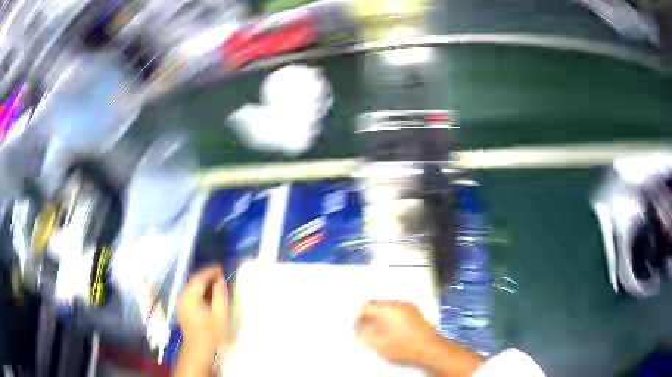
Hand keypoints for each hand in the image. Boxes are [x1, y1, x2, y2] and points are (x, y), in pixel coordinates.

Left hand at [177, 266, 228, 364]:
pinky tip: (209, 294)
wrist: (198, 350)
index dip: (210, 271)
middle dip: (207, 276)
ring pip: (192, 287)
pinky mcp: (183, 308)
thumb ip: (220, 295)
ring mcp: (181, 303)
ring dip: (203, 283)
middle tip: (220, 274)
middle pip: (194, 281)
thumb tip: (220, 281)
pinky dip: (200, 290)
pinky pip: (191, 294)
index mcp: (190, 297)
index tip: (221, 267)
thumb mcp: (220, 314)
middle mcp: (182, 297)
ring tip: (217, 283)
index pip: (199, 278)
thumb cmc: (211, 333)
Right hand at [355, 301, 439, 364]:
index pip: (365, 306)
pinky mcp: (416, 313)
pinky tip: (390, 332)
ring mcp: (410, 307)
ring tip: (376, 333)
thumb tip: (357, 328)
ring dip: (378, 318)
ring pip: (387, 309)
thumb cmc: (403, 347)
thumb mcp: (378, 344)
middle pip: (376, 305)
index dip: (357, 317)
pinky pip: (396, 312)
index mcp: (389, 308)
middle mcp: (399, 303)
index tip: (355, 329)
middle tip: (363, 331)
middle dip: (368, 317)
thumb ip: (363, 334)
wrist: (431, 349)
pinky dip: (389, 320)